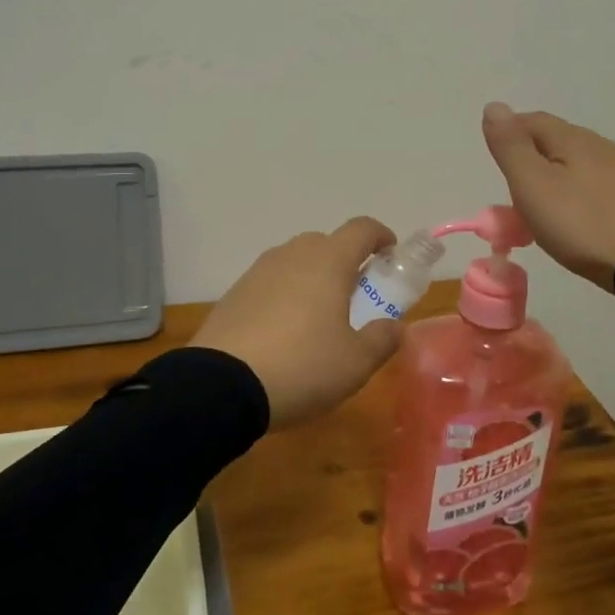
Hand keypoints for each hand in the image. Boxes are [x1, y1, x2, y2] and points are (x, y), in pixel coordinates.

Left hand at [192, 217, 405, 429]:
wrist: (221, 386)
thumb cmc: (302, 366)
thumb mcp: (355, 363)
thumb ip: (382, 339)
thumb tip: (393, 326)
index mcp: (328, 262)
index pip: (361, 229)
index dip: (380, 236)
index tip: (390, 254)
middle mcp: (292, 255)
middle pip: (326, 243)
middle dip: (346, 261)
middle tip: (356, 295)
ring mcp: (258, 271)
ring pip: (295, 261)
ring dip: (313, 277)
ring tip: (319, 317)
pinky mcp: (234, 293)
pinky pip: (270, 283)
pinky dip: (285, 295)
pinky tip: (284, 331)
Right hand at [481, 103, 614, 291]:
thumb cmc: (582, 223)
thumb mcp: (533, 185)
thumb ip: (511, 146)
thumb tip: (494, 106)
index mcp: (572, 138)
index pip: (531, 120)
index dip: (508, 135)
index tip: (495, 165)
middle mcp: (600, 146)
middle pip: (555, 141)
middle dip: (530, 159)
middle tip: (513, 194)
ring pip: (576, 164)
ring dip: (553, 178)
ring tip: (541, 211)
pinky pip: (596, 186)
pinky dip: (576, 195)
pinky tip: (576, 219)